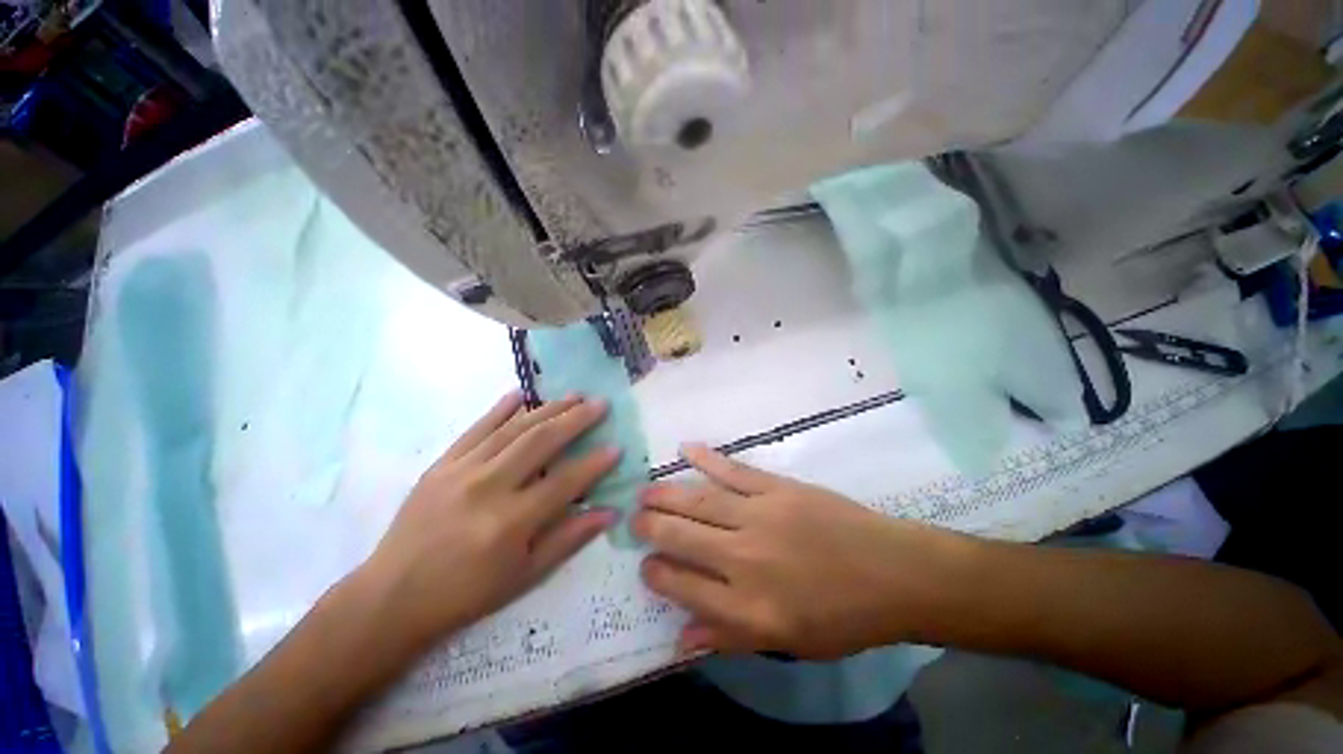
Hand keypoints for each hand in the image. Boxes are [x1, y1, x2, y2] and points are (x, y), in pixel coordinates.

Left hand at [360, 392, 617, 650]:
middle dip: (576, 419)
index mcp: (510, 522)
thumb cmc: (466, 593)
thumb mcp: (524, 577)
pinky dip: (500, 409)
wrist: (392, 597)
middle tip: (600, 404)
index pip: (565, 482)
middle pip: (540, 442)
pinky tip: (520, 394)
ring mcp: (460, 471)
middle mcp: (487, 488)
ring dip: (547, 408)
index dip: (594, 463)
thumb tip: (609, 512)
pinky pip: (475, 429)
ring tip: (573, 395)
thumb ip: (569, 539)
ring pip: (513, 429)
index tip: (617, 447)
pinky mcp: (440, 465)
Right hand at [633, 445, 970, 659]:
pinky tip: (686, 449)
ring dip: (667, 495)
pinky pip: (733, 470)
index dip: (657, 575)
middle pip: (682, 538)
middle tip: (633, 520)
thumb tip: (680, 639)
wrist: (892, 573)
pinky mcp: (777, 487)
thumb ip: (730, 638)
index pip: (682, 588)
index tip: (646, 566)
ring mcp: (761, 516)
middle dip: (651, 528)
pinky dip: (707, 459)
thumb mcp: (789, 643)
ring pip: (700, 501)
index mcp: (748, 607)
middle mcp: (745, 559)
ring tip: (645, 493)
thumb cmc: (842, 616)